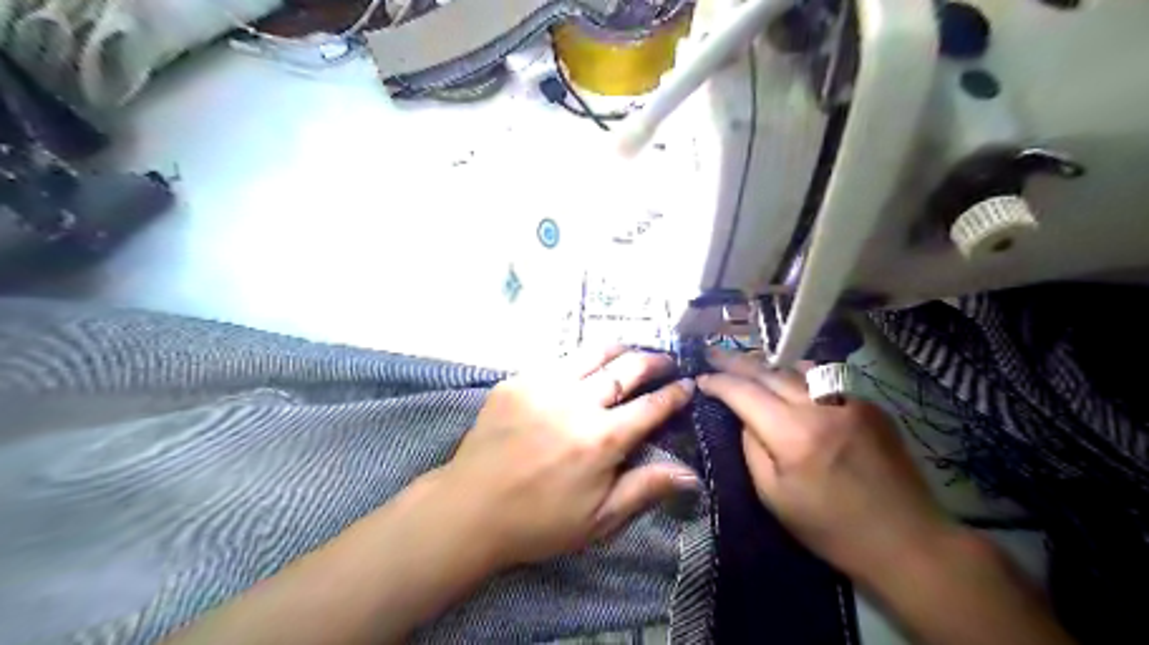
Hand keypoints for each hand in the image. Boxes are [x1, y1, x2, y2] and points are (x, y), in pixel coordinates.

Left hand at [436, 348, 695, 568]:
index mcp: (602, 439)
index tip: (688, 384)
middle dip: (654, 361)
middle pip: (627, 368)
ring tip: (631, 351)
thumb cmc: (539, 521)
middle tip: (666, 361)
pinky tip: (583, 369)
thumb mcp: (598, 519)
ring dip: (620, 350)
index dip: (675, 393)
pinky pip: (558, 361)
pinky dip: (580, 362)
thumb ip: (645, 489)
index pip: (651, 405)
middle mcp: (577, 402)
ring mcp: (544, 385)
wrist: (470, 508)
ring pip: (593, 353)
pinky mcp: (518, 380)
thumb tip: (692, 474)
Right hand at [700, 350, 952, 581]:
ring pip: (797, 369)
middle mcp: (820, 407)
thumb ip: (752, 449)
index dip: (719, 382)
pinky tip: (788, 381)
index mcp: (793, 434)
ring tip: (745, 363)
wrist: (906, 540)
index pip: (745, 393)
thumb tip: (744, 418)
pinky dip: (799, 376)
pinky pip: (824, 380)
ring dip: (767, 365)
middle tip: (713, 353)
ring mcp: (849, 401)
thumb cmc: (831, 528)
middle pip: (769, 372)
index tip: (701, 378)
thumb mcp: (774, 497)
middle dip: (736, 361)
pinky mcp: (869, 405)